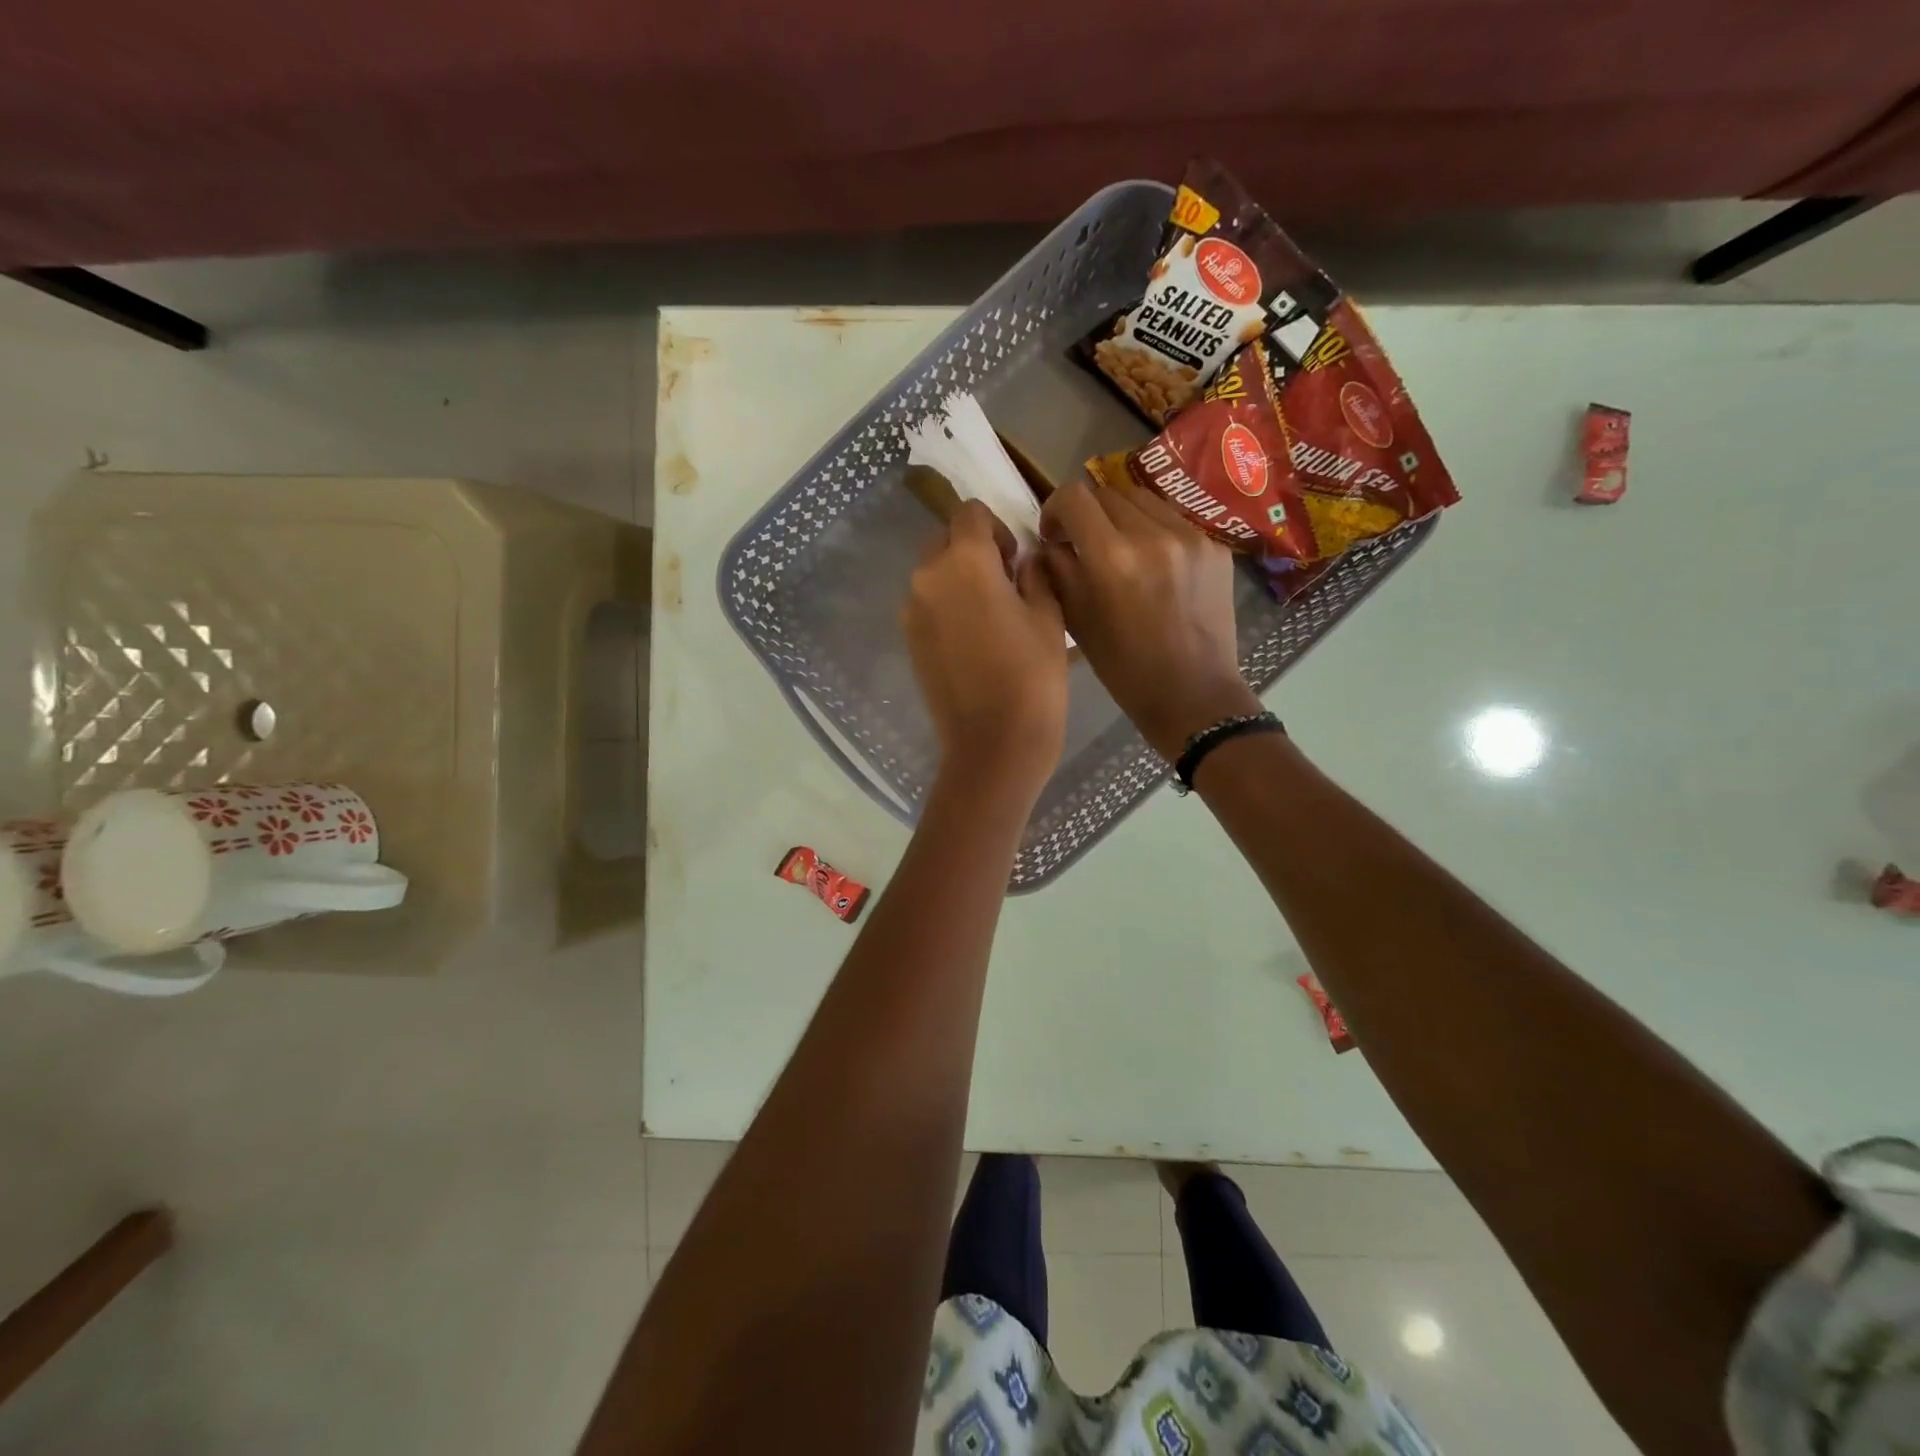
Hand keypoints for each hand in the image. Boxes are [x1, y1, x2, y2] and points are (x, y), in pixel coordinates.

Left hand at [903, 501, 1067, 800]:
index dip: (997, 528)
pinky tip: (973, 640)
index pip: (970, 513)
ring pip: (932, 574)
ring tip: (989, 615)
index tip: (1015, 559)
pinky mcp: (908, 641)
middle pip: (945, 540)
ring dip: (957, 579)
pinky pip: (926, 605)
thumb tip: (1024, 562)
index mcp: (964, 561)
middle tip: (1005, 584)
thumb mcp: (1048, 618)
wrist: (993, 744)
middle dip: (973, 550)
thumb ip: (1035, 576)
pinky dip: (946, 607)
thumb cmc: (1032, 677)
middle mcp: (927, 577)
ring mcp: (912, 611)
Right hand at [1039, 477, 1258, 759]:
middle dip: (1088, 513)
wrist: (1193, 693)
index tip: (1054, 533)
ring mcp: (1190, 537)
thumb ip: (1058, 572)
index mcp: (1112, 558)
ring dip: (1122, 517)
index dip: (1055, 508)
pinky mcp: (1215, 546)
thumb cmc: (1125, 668)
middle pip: (1108, 491)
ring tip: (1120, 549)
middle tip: (1084, 542)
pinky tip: (1154, 565)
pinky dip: (1154, 532)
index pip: (1074, 497)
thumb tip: (1050, 543)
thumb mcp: (1078, 622)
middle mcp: (1152, 535)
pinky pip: (1174, 521)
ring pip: (1143, 499)